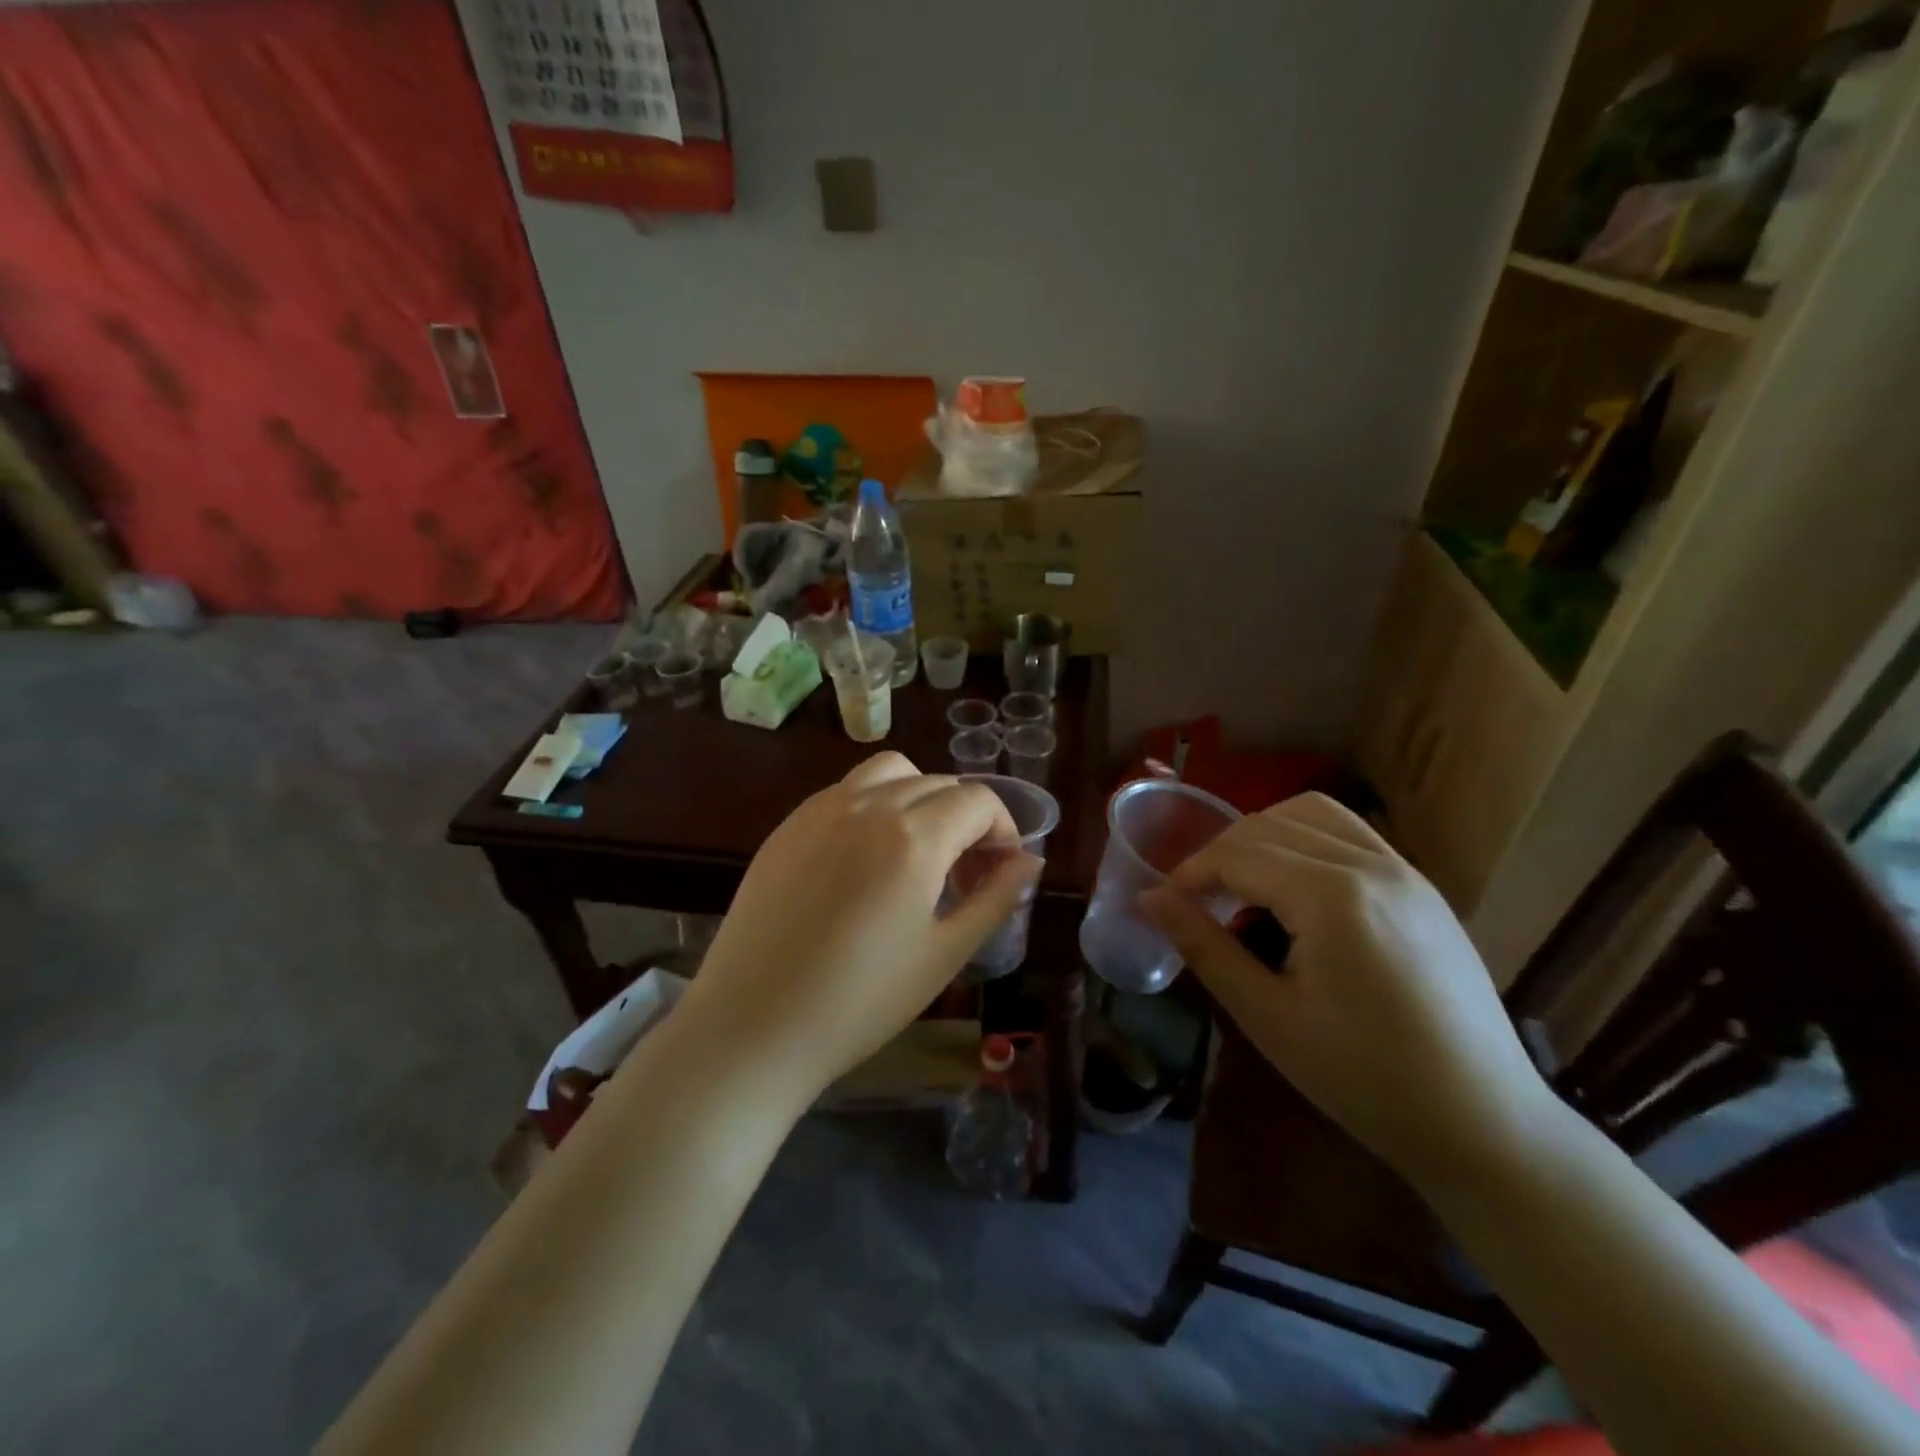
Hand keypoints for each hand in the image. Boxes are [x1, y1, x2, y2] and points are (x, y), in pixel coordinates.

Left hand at [674, 752, 1040, 1103]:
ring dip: (921, 797)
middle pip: (939, 783)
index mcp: (914, 836)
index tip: (1001, 870)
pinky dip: (875, 804)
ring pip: (891, 772)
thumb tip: (1030, 861)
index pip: (978, 801)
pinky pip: (846, 791)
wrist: (752, 1026)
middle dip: (967, 819)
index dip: (1003, 830)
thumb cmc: (860, 1002)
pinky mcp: (789, 824)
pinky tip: (867, 857)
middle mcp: (869, 805)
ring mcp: (821, 809)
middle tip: (965, 874)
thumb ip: (996, 898)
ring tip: (919, 851)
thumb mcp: (944, 954)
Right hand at [1140, 793, 1556, 1188]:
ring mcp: (1404, 869)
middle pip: (1268, 825)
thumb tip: (1148, 898)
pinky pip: (1350, 832)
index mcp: (1331, 896)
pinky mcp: (1421, 885)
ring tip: (1242, 883)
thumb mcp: (1268, 1016)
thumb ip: (1204, 946)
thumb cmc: (1364, 1079)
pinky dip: (1305, 838)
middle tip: (1196, 901)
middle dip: (1219, 853)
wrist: (1484, 1124)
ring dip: (1262, 835)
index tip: (1164, 903)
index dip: (1190, 872)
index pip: (1238, 854)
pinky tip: (1295, 886)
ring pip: (1311, 813)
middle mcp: (1370, 864)